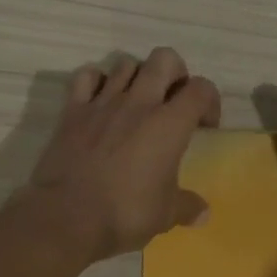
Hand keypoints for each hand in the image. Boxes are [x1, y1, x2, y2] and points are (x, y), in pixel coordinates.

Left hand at [24, 48, 221, 261]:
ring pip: (126, 64)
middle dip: (175, 73)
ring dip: (137, 76)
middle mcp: (139, 103)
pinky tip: (100, 99)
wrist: (66, 217)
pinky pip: (86, 76)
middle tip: (173, 100)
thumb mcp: (165, 215)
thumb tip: (203, 213)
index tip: (204, 126)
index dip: (210, 101)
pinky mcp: (73, 110)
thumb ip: (187, 207)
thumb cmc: (125, 213)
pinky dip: (96, 81)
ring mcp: (103, 102)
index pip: (201, 88)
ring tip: (137, 101)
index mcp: (170, 124)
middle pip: (164, 59)